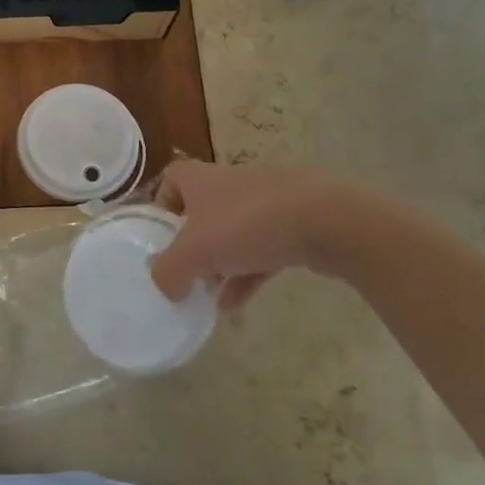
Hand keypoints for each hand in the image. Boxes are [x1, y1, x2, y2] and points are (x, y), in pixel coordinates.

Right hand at [149, 161, 362, 308]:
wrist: (327, 220)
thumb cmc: (248, 224)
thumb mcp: (195, 252)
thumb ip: (169, 271)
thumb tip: (164, 286)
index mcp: (201, 180)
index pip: (171, 179)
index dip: (161, 204)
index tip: (157, 234)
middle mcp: (230, 185)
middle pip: (201, 211)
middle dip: (191, 243)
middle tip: (182, 272)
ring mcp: (265, 204)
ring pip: (232, 234)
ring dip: (219, 264)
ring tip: (206, 297)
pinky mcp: (294, 226)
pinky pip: (261, 251)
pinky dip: (247, 275)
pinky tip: (237, 305)